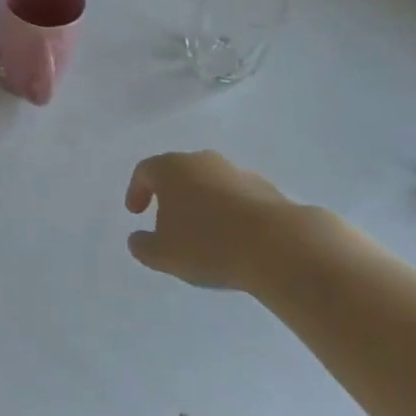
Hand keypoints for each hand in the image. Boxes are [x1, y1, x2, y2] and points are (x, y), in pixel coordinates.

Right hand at [124, 150, 295, 290]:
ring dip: (202, 204)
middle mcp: (202, 161)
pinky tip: (234, 239)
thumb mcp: (164, 255)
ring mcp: (236, 171)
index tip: (136, 213)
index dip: (136, 191)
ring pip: (210, 183)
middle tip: (169, 224)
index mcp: (172, 168)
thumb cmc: (209, 244)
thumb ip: (143, 246)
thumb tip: (137, 239)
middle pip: (179, 173)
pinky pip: (236, 197)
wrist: (278, 245)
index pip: (145, 171)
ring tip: (205, 236)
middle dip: (171, 196)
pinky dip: (229, 212)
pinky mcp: (265, 188)